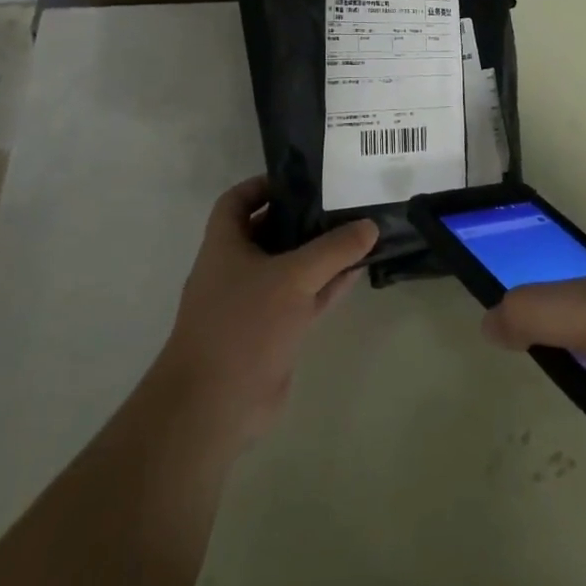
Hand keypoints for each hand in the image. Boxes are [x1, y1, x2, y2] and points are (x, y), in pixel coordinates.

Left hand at [153, 176, 377, 447]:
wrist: (215, 406)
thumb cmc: (243, 325)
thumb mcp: (293, 277)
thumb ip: (334, 249)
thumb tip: (370, 225)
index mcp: (225, 245)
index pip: (237, 200)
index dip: (264, 185)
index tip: (301, 179)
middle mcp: (236, 269)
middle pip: (270, 231)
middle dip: (303, 216)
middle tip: (343, 201)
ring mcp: (255, 303)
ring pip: (292, 267)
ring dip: (321, 253)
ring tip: (360, 231)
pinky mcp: (273, 332)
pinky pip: (304, 298)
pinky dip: (328, 285)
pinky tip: (358, 272)